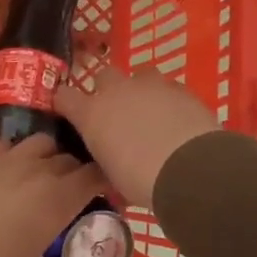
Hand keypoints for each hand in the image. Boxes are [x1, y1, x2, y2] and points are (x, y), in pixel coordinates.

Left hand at [0, 135, 105, 256]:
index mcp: (59, 200)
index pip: (94, 176)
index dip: (100, 179)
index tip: (100, 189)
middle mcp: (38, 171)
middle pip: (67, 157)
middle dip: (71, 170)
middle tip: (65, 188)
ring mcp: (6, 158)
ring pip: (38, 142)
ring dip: (43, 155)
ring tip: (33, 172)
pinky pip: (2, 144)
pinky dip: (8, 154)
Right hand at [54, 67, 218, 208]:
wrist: (191, 169)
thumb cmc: (142, 181)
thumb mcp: (113, 175)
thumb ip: (106, 156)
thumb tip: (110, 156)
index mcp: (92, 114)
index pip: (64, 96)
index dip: (66, 103)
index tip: (69, 112)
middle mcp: (117, 91)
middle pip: (103, 76)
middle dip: (107, 90)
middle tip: (117, 113)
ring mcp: (150, 85)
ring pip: (139, 76)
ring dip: (140, 91)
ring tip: (151, 113)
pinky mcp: (180, 88)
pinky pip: (168, 87)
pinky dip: (168, 100)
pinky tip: (177, 119)